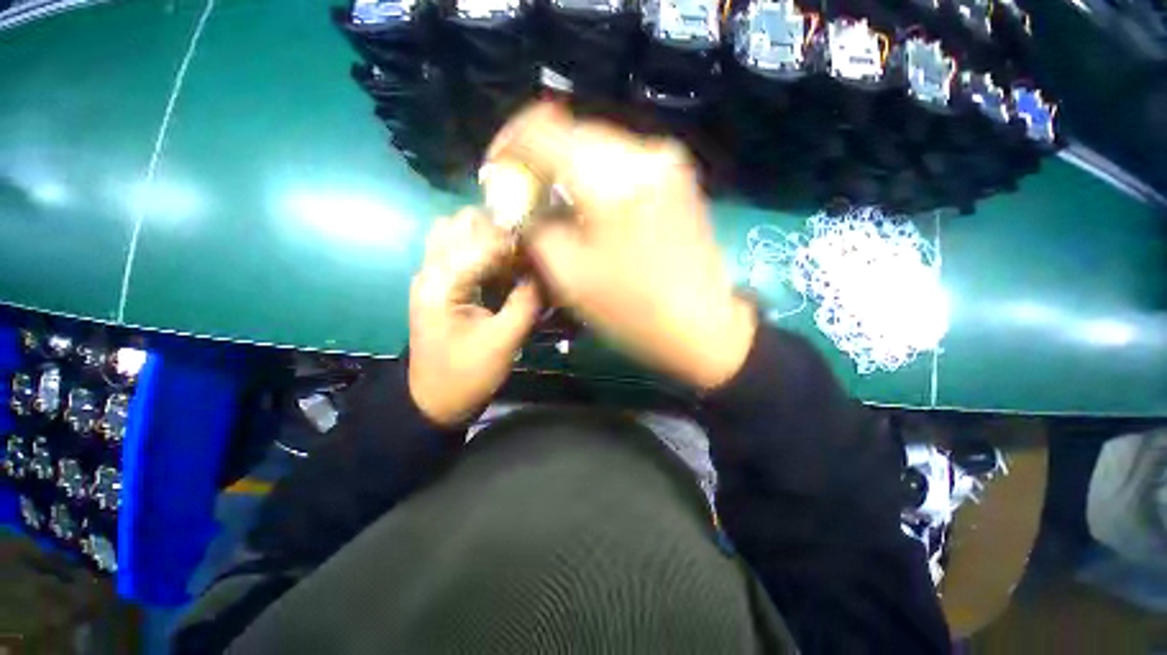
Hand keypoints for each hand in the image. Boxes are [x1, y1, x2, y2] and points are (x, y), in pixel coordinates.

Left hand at [409, 208, 540, 425]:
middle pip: (463, 222)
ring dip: (488, 236)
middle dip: (501, 230)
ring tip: (516, 256)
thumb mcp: (504, 341)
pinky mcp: (437, 284)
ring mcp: (430, 275)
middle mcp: (431, 269)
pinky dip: (480, 248)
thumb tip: (548, 271)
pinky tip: (502, 267)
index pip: (485, 240)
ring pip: (457, 231)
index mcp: (444, 283)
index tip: (546, 246)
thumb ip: (527, 301)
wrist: (434, 401)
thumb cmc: (467, 374)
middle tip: (530, 250)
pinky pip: (456, 249)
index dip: (518, 240)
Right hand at [486, 103, 756, 389]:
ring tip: (556, 206)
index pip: (542, 127)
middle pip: (571, 133)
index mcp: (611, 179)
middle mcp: (643, 153)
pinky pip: (622, 163)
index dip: (509, 144)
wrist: (705, 325)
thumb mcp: (569, 276)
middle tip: (526, 198)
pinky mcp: (678, 176)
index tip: (497, 173)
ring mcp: (667, 161)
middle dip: (539, 161)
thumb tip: (522, 203)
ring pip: (596, 147)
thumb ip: (536, 228)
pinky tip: (590, 209)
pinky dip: (596, 179)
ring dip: (567, 171)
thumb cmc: (635, 310)